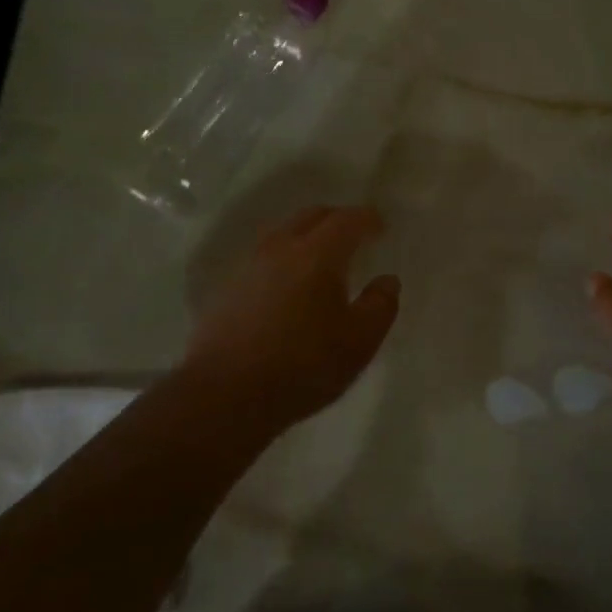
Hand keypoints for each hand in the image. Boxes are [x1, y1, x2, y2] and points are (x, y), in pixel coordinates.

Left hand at [183, 205, 399, 435]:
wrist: (224, 395)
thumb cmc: (302, 366)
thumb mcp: (359, 342)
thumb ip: (380, 306)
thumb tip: (387, 280)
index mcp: (317, 254)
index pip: (346, 220)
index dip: (367, 218)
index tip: (380, 226)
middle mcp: (280, 249)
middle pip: (311, 216)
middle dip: (336, 219)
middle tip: (354, 235)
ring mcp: (249, 267)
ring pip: (283, 234)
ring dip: (306, 237)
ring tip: (320, 259)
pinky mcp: (227, 289)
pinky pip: (263, 258)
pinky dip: (283, 259)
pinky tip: (288, 285)